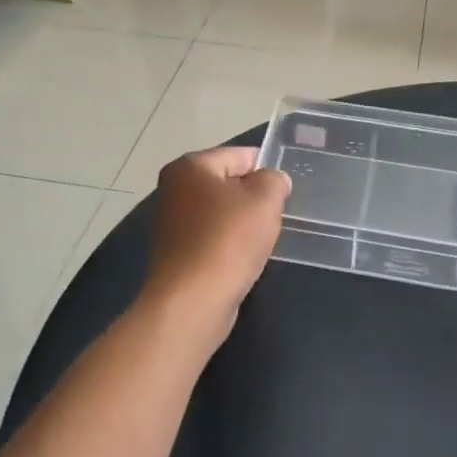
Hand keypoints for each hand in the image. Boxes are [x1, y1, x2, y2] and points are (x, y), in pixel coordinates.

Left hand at [143, 148, 290, 341]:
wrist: (193, 301)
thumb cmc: (228, 241)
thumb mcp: (264, 201)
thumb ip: (274, 181)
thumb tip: (272, 180)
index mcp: (190, 167)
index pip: (238, 155)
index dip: (266, 168)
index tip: (285, 189)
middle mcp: (174, 189)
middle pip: (227, 183)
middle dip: (253, 197)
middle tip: (276, 214)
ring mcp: (171, 222)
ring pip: (220, 212)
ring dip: (242, 222)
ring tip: (262, 239)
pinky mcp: (176, 252)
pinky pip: (211, 237)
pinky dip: (229, 243)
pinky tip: (243, 258)